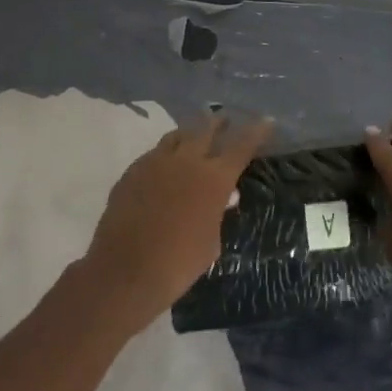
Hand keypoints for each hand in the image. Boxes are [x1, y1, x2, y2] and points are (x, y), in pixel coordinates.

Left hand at [85, 114, 273, 326]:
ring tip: (194, 137)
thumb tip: (223, 198)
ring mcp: (157, 162)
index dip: (256, 132)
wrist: (125, 271)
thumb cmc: (178, 263)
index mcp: (215, 178)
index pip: (242, 146)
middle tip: (225, 118)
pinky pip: (154, 153)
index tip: (266, 120)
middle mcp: (188, 160)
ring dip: (190, 133)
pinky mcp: (133, 170)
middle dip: (219, 122)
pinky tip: (164, 167)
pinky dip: (165, 155)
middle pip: (207, 129)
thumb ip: (218, 214)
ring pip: (178, 135)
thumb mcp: (211, 242)